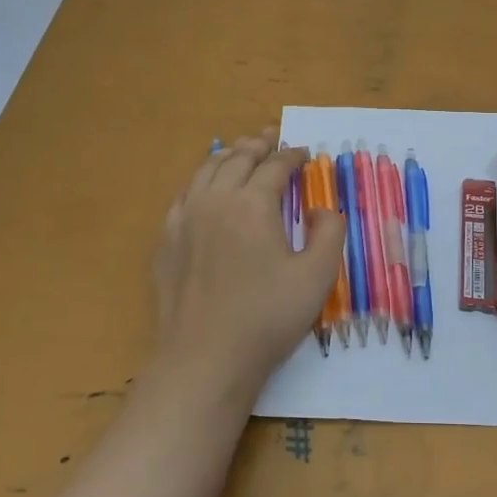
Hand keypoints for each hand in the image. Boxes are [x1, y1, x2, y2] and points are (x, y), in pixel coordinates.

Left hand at [152, 129, 346, 394]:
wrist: (205, 358)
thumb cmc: (267, 317)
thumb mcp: (318, 276)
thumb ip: (330, 232)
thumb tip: (321, 208)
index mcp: (252, 203)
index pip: (274, 166)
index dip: (292, 156)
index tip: (304, 152)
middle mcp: (215, 200)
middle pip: (237, 159)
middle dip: (258, 145)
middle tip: (271, 138)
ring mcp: (184, 219)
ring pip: (206, 171)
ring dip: (228, 156)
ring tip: (240, 151)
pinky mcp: (166, 241)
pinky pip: (184, 195)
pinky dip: (201, 180)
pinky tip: (205, 188)